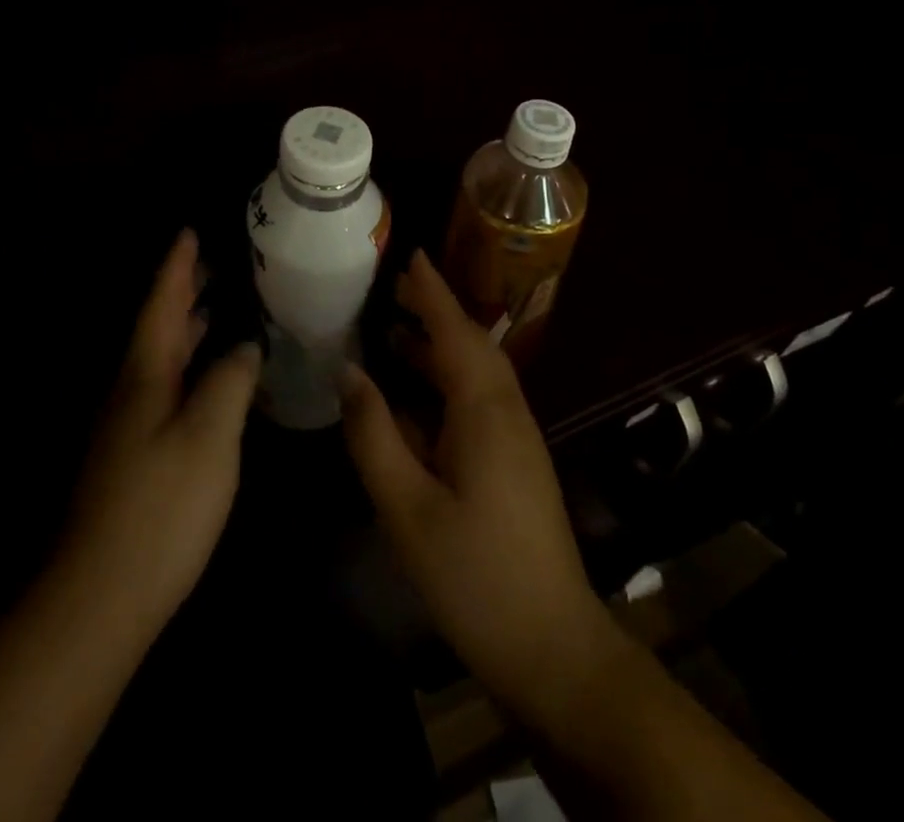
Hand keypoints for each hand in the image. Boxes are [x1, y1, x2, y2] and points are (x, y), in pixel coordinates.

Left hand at [62, 229, 261, 628]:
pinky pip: (165, 388)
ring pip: (160, 359)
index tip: (189, 231)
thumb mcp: (209, 436)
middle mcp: (131, 390)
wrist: (100, 598)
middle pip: (157, 327)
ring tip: (213, 307)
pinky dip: (187, 367)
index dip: (176, 267)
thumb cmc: (161, 507)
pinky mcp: (134, 457)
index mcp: (145, 374)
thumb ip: (230, 381)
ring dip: (184, 329)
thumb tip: (245, 343)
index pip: (161, 304)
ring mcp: (128, 426)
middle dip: (181, 293)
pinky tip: (208, 380)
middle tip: (210, 263)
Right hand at [340, 251, 617, 718]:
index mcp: (486, 412)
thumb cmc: (476, 576)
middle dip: (432, 312)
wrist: (554, 650)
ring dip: (436, 347)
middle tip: (389, 289)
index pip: (457, 331)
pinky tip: (410, 399)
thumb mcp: (408, 507)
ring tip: (391, 331)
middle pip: (470, 345)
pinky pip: (475, 403)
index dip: (432, 291)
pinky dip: (442, 384)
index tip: (409, 253)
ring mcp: (515, 441)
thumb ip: (375, 434)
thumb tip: (349, 372)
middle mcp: (507, 414)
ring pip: (474, 375)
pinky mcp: (513, 465)